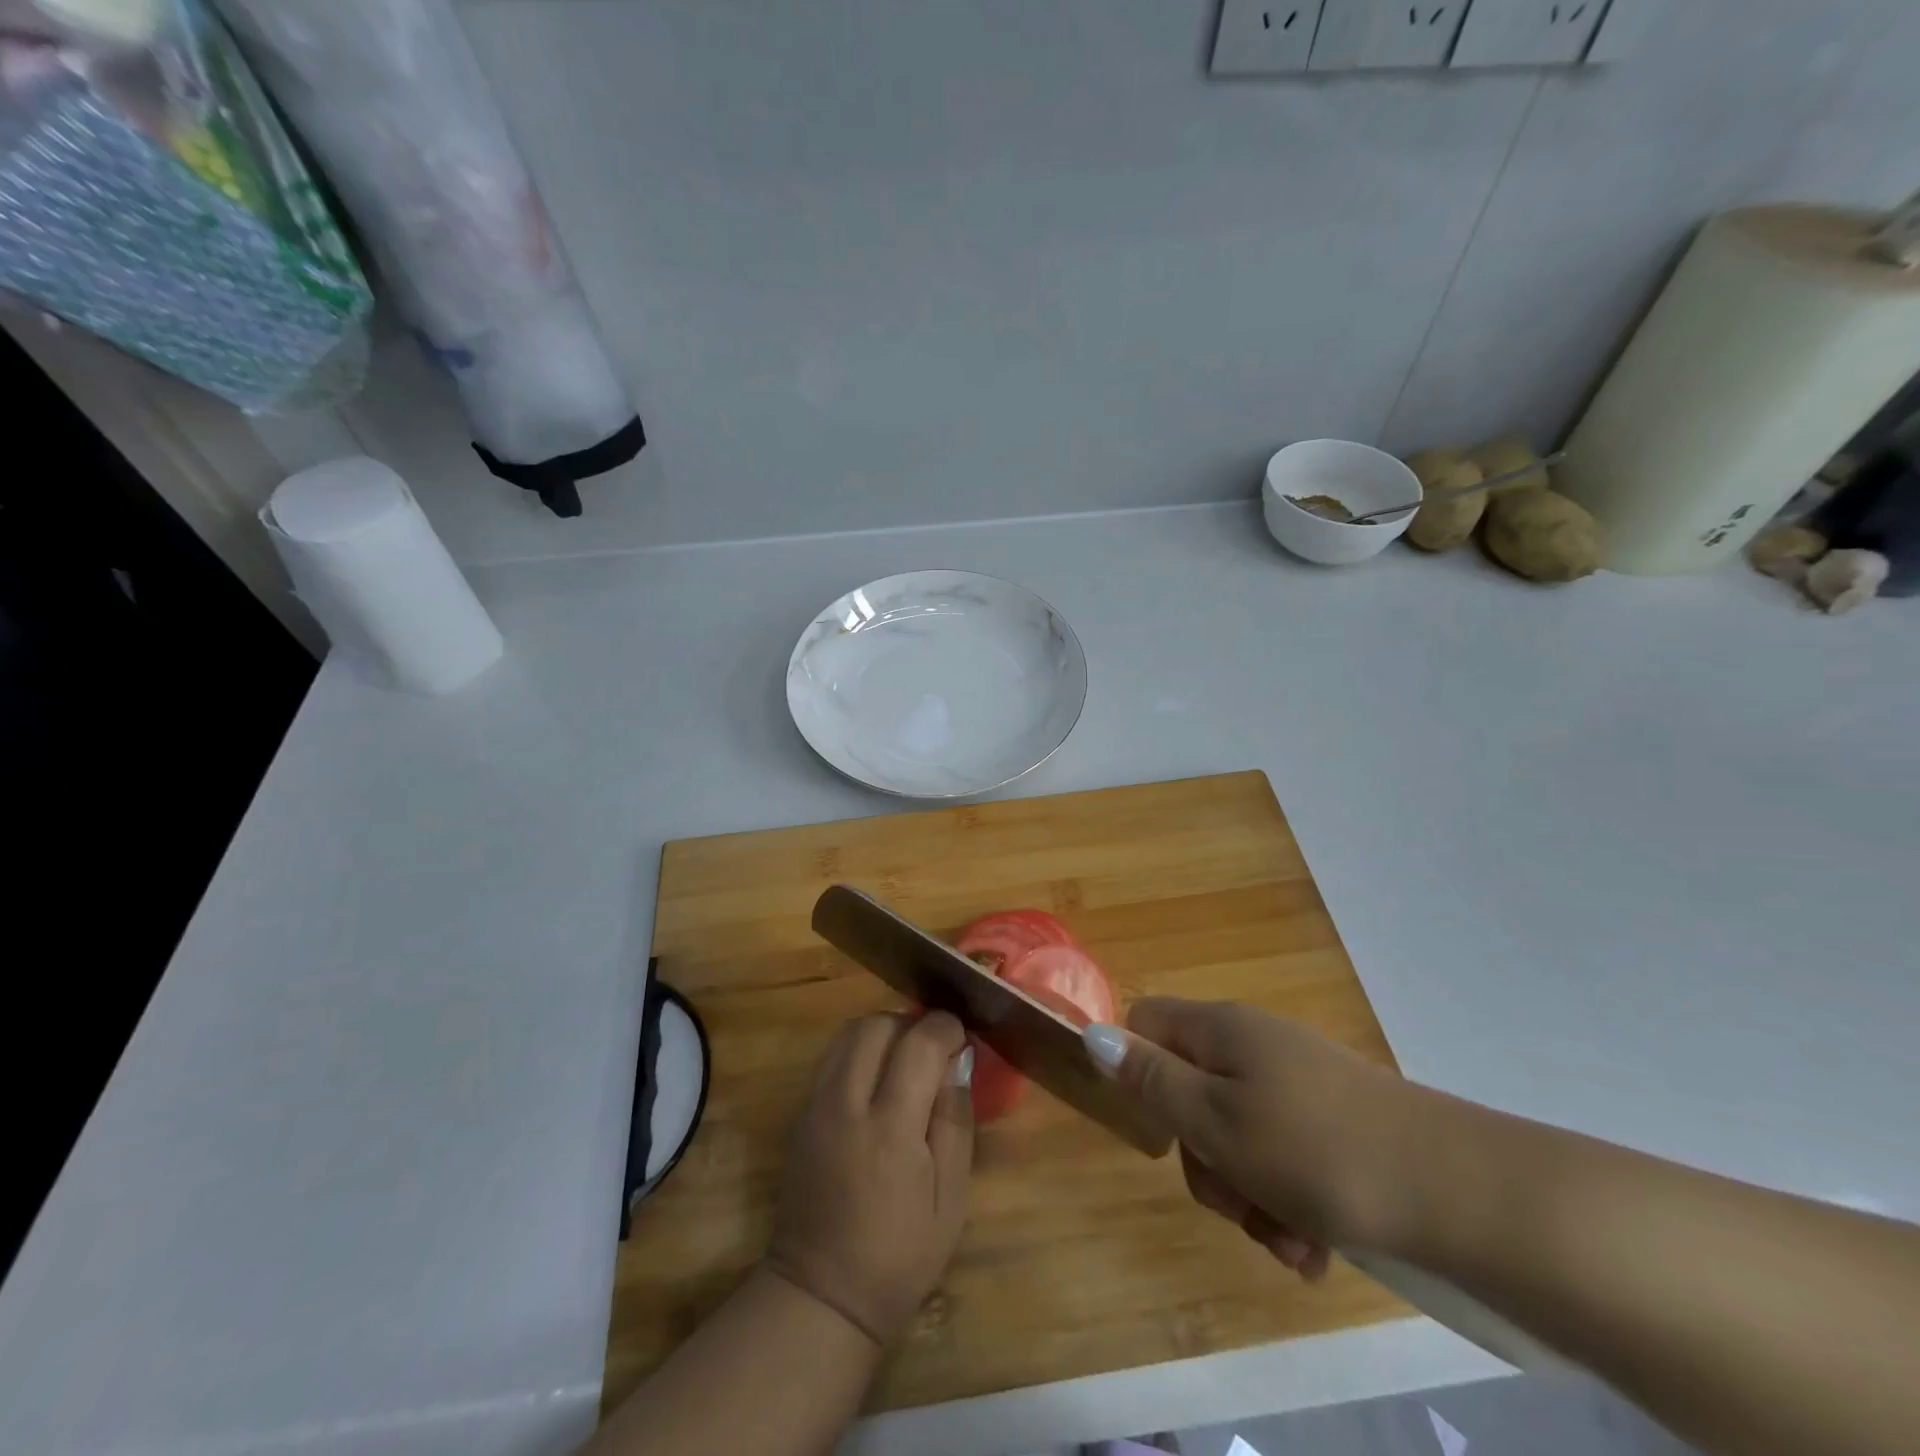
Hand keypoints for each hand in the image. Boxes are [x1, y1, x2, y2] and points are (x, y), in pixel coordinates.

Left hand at [764, 1012, 974, 1347]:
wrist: (821, 1295)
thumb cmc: (900, 1255)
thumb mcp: (951, 1198)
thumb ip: (955, 1121)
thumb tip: (957, 1062)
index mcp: (890, 1129)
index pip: (918, 1044)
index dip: (945, 1028)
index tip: (961, 1037)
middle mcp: (846, 1105)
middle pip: (876, 1025)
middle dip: (910, 1023)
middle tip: (932, 1050)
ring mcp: (815, 1107)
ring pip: (847, 1034)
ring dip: (881, 1032)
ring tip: (903, 1060)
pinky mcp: (800, 1115)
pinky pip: (831, 1058)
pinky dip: (858, 1051)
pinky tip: (875, 1081)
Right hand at [1085, 999, 1417, 1277]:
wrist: (1458, 1192)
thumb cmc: (1314, 1150)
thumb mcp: (1215, 1120)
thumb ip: (1151, 1079)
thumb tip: (1093, 1034)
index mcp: (1220, 1030)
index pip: (1147, 1024)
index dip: (1138, 1071)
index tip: (1161, 1129)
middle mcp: (1255, 1046)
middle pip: (1192, 1091)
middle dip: (1204, 1159)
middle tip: (1233, 1201)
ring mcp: (1298, 1085)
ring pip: (1239, 1137)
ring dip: (1249, 1196)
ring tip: (1288, 1241)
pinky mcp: (1334, 1124)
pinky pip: (1285, 1159)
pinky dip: (1288, 1203)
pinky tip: (1315, 1247)